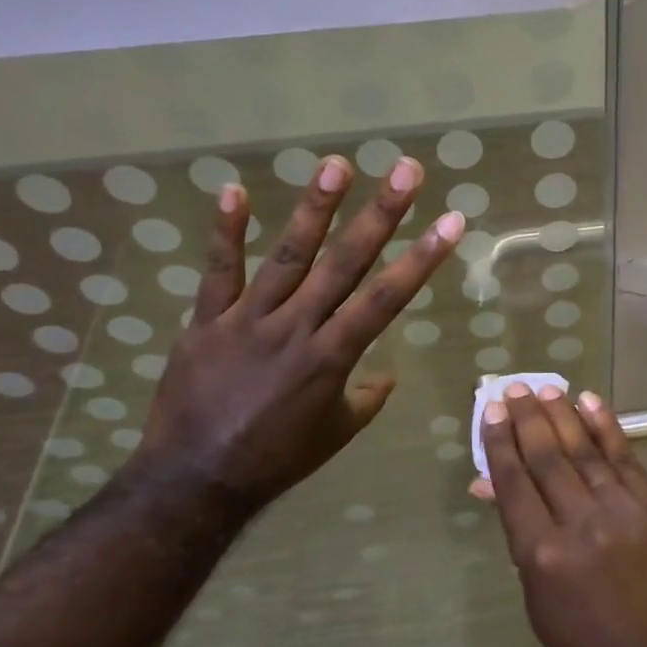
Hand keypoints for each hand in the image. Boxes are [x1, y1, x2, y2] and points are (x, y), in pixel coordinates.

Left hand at [135, 155, 462, 511]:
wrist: (195, 481)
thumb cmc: (276, 459)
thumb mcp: (336, 434)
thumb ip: (365, 399)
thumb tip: (386, 377)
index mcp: (332, 357)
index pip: (387, 298)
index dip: (422, 258)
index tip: (451, 221)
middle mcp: (297, 328)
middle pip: (345, 263)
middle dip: (381, 214)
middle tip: (406, 170)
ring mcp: (248, 320)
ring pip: (287, 256)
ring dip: (315, 209)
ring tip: (336, 165)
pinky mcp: (206, 321)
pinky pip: (218, 272)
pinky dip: (225, 232)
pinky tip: (233, 190)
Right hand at [475, 385, 646, 646]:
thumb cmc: (586, 645)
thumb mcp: (538, 597)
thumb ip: (520, 535)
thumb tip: (491, 485)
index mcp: (541, 555)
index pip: (514, 482)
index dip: (499, 442)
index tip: (490, 412)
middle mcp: (579, 524)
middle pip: (546, 458)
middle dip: (527, 419)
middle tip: (514, 389)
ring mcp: (620, 512)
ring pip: (583, 450)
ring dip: (562, 414)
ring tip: (544, 387)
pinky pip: (624, 458)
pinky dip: (606, 427)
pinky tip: (589, 402)